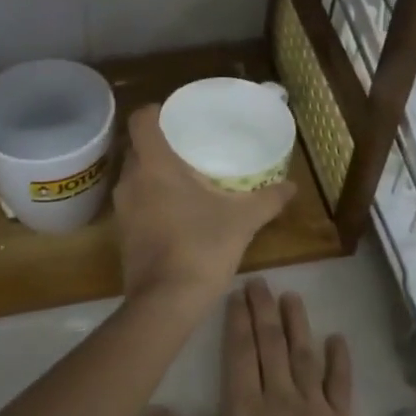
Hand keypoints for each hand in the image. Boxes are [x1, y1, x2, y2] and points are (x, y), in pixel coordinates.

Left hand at [114, 106, 295, 304]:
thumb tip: (293, 186)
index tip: (178, 116)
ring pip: (137, 177)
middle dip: (161, 144)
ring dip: (156, 174)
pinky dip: (152, 199)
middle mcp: (131, 180)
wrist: (165, 303)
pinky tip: (178, 211)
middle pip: (139, 147)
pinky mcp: (122, 234)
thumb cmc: (201, 247)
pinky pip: (136, 202)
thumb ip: (268, 199)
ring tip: (187, 177)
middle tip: (192, 146)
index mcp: (154, 165)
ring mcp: (122, 209)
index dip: (156, 111)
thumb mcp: (243, 220)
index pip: (141, 120)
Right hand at [149, 281, 363, 415]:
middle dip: (265, 311)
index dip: (238, 321)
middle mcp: (280, 397)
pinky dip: (339, 359)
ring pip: (305, 354)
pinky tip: (337, 338)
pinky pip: (342, 383)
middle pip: (272, 345)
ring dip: (298, 323)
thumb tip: (150, 408)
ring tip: (293, 297)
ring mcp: (315, 408)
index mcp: (245, 409)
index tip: (238, 294)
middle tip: (261, 282)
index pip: (240, 353)